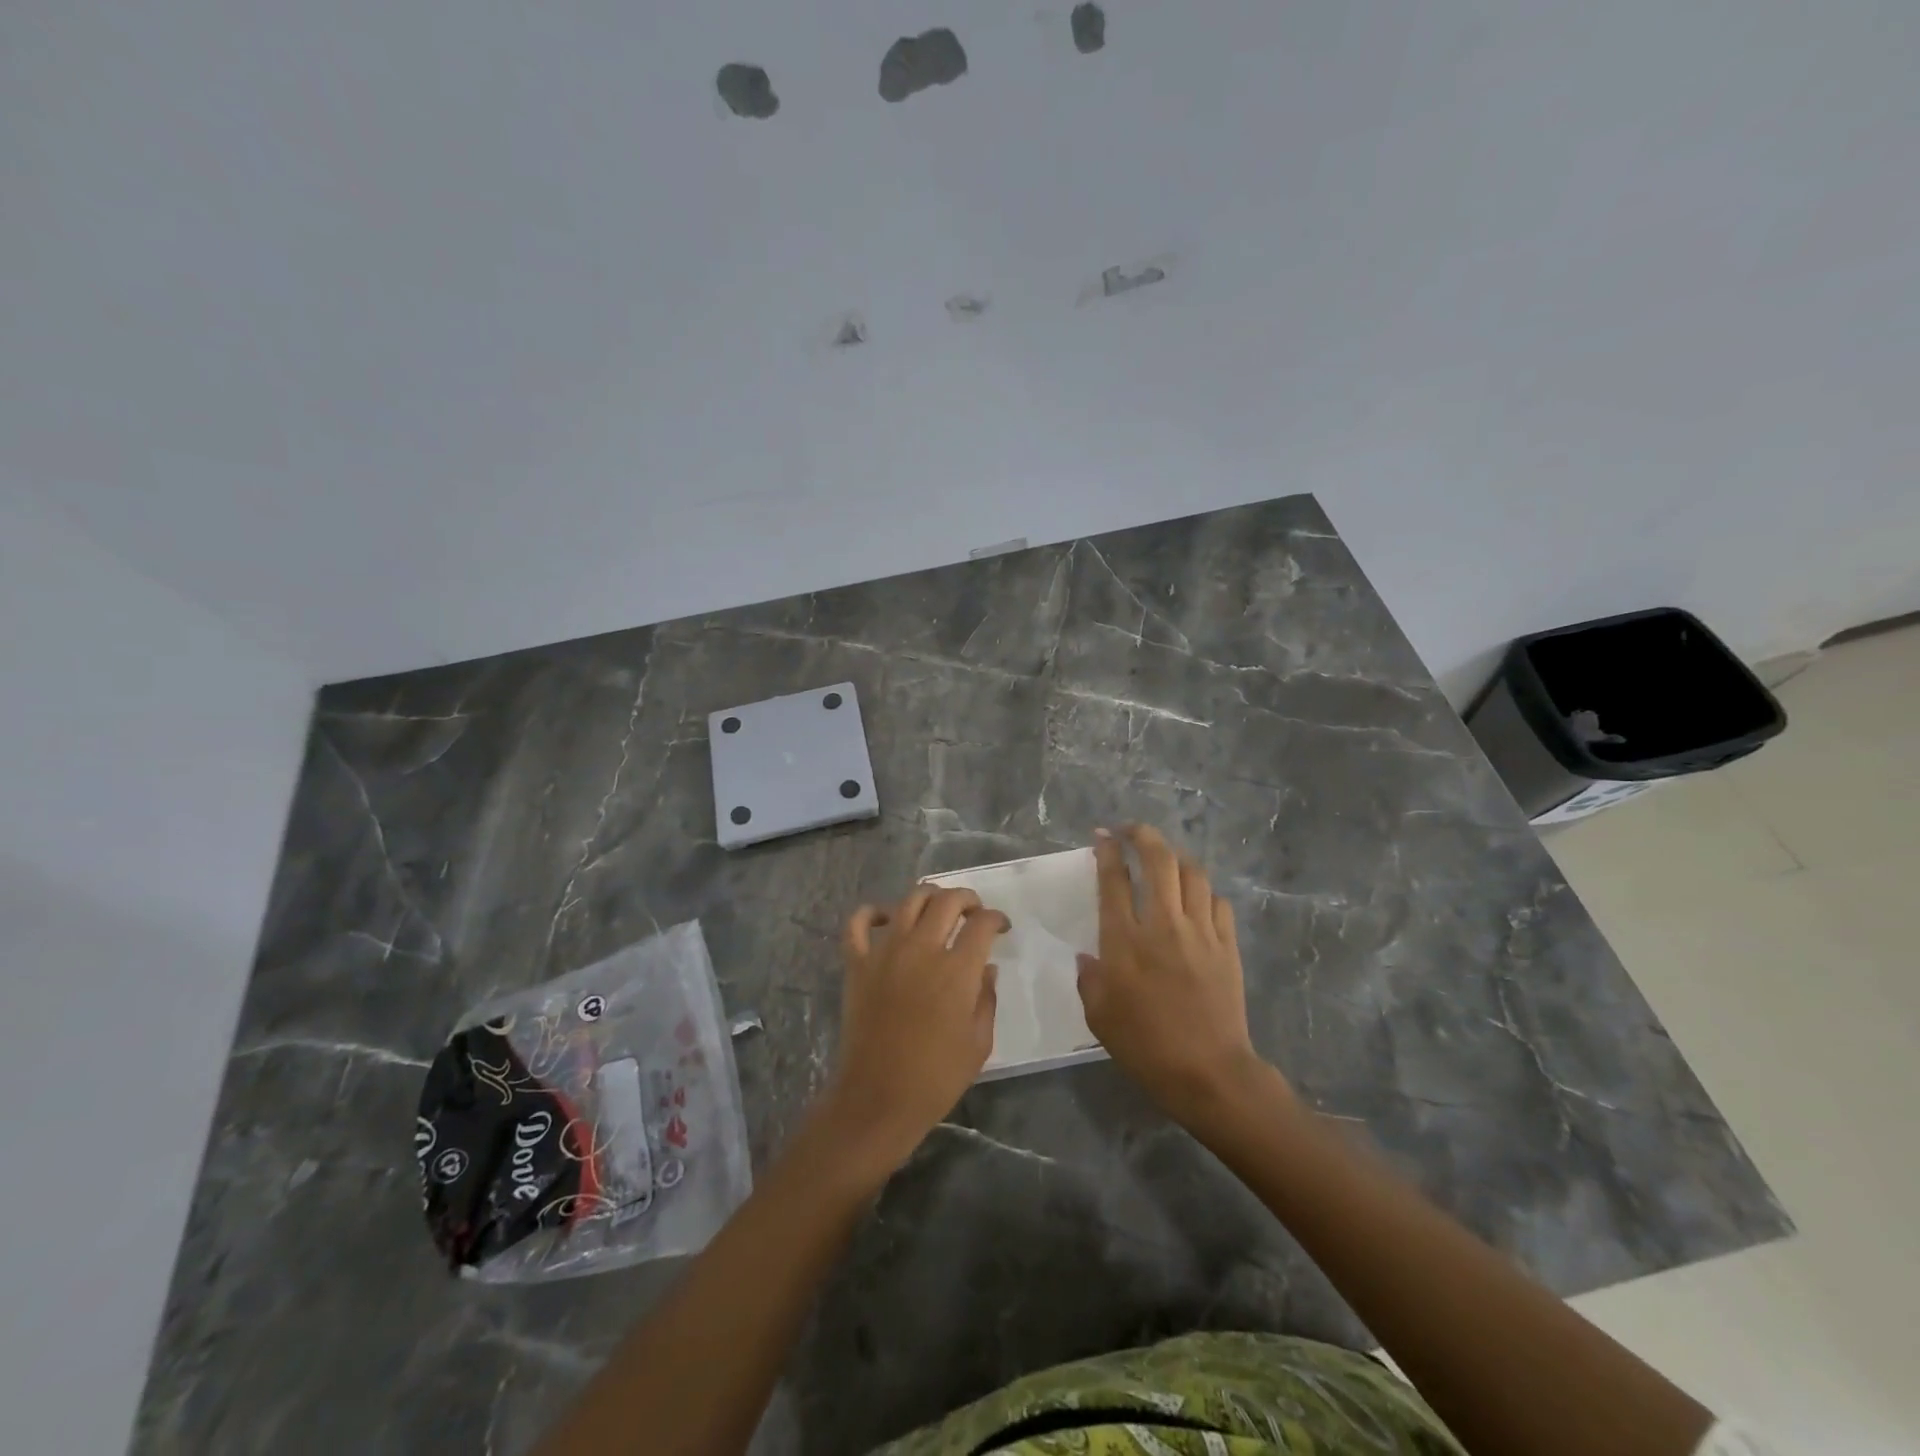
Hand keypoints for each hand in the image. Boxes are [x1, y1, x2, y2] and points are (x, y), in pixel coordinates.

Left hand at [822, 887, 1007, 1173]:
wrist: (878, 1099)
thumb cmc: (936, 1077)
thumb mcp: (979, 1043)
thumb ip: (987, 998)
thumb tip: (988, 968)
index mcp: (957, 970)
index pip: (982, 924)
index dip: (996, 918)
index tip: (1001, 927)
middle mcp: (922, 949)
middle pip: (948, 901)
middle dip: (967, 899)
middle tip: (973, 913)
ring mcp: (885, 952)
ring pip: (909, 901)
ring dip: (929, 897)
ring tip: (938, 909)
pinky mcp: (857, 963)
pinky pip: (859, 923)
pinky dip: (873, 913)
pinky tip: (887, 918)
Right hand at [1077, 825, 1277, 1122]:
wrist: (1208, 1073)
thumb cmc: (1145, 1045)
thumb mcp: (1099, 1015)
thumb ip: (1089, 977)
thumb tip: (1088, 955)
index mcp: (1125, 940)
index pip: (1114, 880)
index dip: (1107, 851)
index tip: (1102, 836)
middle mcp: (1163, 924)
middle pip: (1158, 860)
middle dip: (1143, 835)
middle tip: (1131, 830)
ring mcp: (1200, 931)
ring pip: (1193, 873)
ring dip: (1176, 857)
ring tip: (1165, 858)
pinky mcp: (1227, 945)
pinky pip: (1218, 902)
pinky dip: (1204, 892)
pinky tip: (1197, 899)